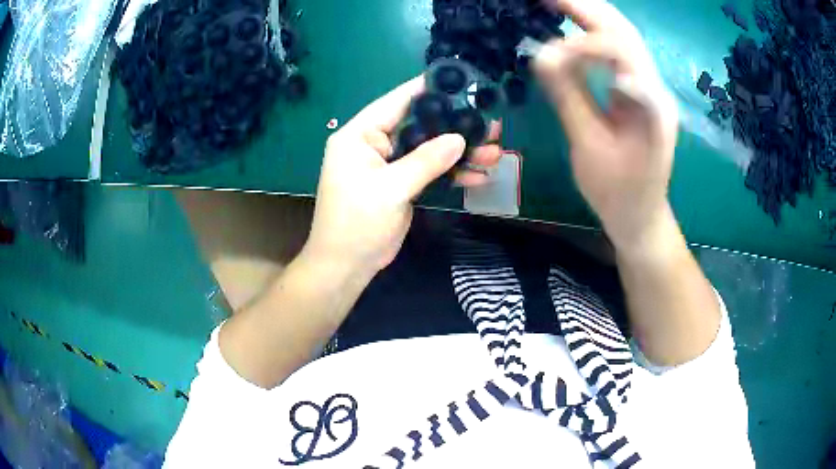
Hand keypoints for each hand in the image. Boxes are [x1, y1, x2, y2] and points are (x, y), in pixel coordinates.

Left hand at [303, 77, 502, 276]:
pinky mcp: (400, 184)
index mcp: (360, 135)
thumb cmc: (357, 223)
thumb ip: (425, 161)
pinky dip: (451, 174)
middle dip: (454, 127)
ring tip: (495, 151)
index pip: (396, 102)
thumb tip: (459, 139)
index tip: (460, 82)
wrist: (347, 266)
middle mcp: (374, 144)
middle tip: (490, 124)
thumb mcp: (391, 188)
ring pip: (429, 150)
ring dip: (459, 153)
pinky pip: (429, 172)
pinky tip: (478, 176)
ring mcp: (389, 165)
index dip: (428, 90)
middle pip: (419, 126)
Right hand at [534, 0, 678, 252]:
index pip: (619, 50)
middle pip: (623, 31)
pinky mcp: (640, 93)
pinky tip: (570, 32)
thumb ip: (568, 97)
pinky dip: (592, 37)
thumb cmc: (617, 192)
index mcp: (650, 104)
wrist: (641, 217)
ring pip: (622, 37)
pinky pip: (617, 54)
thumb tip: (541, 54)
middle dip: (585, 7)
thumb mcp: (589, 147)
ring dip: (589, 15)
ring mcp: (650, 88)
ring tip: (555, 4)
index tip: (545, 56)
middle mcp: (655, 87)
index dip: (581, 45)